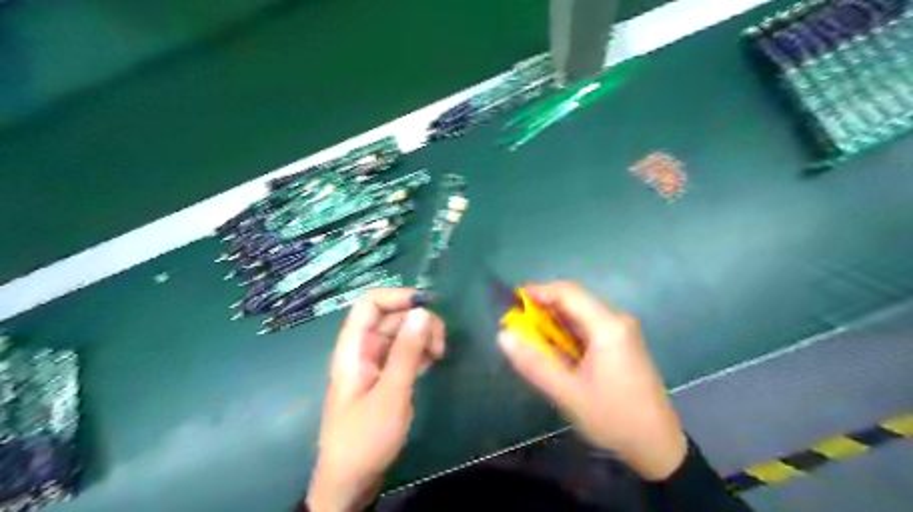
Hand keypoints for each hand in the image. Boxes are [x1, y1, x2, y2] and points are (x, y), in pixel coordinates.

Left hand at [308, 288, 447, 511]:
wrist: (350, 481)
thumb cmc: (365, 437)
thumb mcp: (391, 393)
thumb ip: (406, 351)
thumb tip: (423, 311)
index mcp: (353, 348)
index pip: (370, 304)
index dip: (398, 297)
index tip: (428, 306)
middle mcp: (363, 350)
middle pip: (390, 317)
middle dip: (418, 321)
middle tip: (441, 342)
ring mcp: (374, 364)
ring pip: (400, 335)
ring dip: (422, 337)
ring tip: (440, 354)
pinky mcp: (385, 377)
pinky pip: (404, 353)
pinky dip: (420, 352)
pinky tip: (435, 360)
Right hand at [498, 281, 684, 479]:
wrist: (657, 445)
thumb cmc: (613, 418)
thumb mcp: (568, 394)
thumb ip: (534, 363)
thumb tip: (503, 336)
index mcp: (608, 326)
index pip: (568, 292)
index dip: (537, 292)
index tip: (511, 302)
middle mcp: (617, 320)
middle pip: (574, 300)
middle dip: (543, 309)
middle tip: (517, 327)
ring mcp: (622, 331)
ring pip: (580, 314)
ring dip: (554, 322)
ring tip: (532, 341)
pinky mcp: (621, 343)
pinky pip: (588, 327)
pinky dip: (567, 333)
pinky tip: (556, 351)